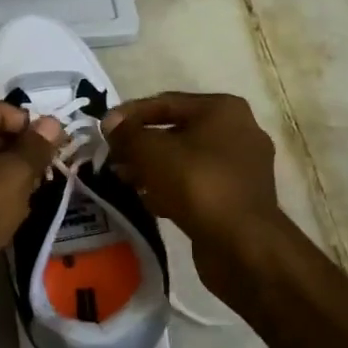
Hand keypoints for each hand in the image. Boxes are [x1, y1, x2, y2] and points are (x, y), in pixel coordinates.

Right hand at [103, 93, 288, 278]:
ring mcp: (241, 167)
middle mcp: (238, 131)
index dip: (130, 114)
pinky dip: (172, 188)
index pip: (166, 102)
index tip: (104, 129)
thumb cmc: (197, 184)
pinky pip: (197, 184)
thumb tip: (110, 123)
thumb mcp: (152, 152)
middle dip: (141, 145)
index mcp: (222, 109)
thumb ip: (127, 134)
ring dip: (153, 168)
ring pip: (186, 160)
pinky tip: (149, 202)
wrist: (243, 244)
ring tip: (124, 180)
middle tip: (113, 158)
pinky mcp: (238, 197)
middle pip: (177, 131)